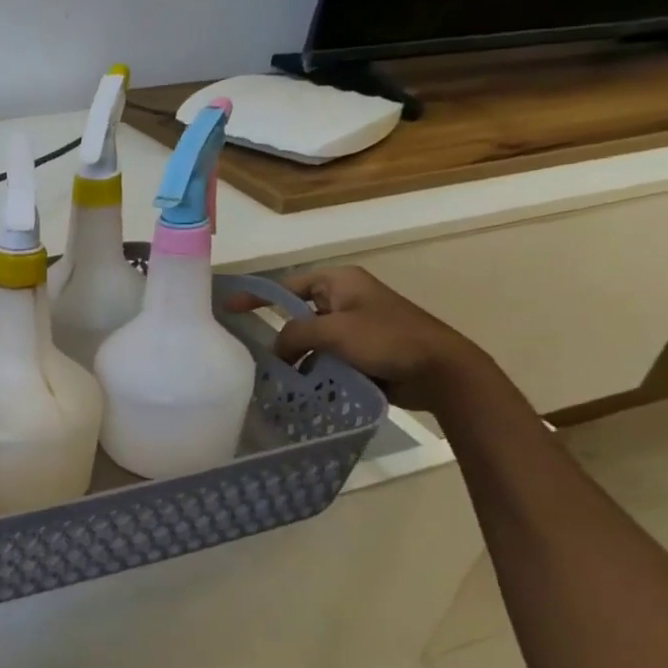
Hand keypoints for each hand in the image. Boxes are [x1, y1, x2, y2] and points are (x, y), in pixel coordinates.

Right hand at [228, 266, 491, 411]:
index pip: (286, 285)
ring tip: (274, 375)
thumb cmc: (386, 340)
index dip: (256, 296)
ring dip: (295, 356)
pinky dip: (312, 367)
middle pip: (297, 312)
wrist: (440, 371)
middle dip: (277, 333)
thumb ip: (294, 335)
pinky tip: (300, 385)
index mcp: (339, 281)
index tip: (227, 308)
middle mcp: (345, 298)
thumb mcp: (332, 331)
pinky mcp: (362, 351)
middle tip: (250, 351)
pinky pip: (325, 356)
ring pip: (310, 338)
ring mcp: (355, 325)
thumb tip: (277, 350)